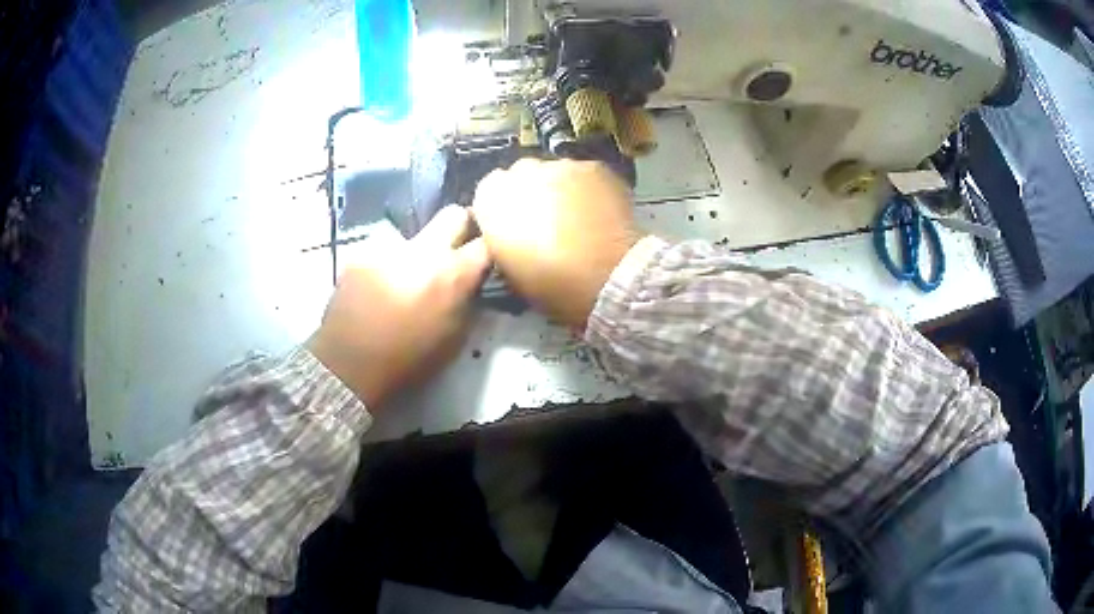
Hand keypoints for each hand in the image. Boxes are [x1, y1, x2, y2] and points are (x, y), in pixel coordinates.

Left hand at [306, 206, 490, 408]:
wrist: (349, 365)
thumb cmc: (409, 360)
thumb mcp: (455, 339)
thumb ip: (469, 301)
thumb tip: (472, 282)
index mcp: (452, 274)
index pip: (488, 242)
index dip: (492, 248)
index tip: (489, 257)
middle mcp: (423, 250)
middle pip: (455, 214)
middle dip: (461, 227)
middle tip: (456, 249)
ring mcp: (388, 248)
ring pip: (414, 237)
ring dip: (417, 254)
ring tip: (404, 280)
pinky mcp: (361, 254)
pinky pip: (383, 252)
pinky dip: (387, 266)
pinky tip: (376, 289)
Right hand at [472, 159, 640, 326]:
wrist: (608, 278)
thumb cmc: (553, 284)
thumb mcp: (510, 270)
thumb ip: (502, 241)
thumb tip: (507, 234)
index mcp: (493, 198)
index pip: (488, 191)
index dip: (503, 207)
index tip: (515, 225)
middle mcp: (522, 172)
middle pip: (522, 174)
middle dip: (531, 193)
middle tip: (547, 220)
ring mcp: (561, 165)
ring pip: (555, 172)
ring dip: (560, 189)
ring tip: (577, 216)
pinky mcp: (595, 167)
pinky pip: (584, 175)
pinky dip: (588, 189)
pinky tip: (599, 211)